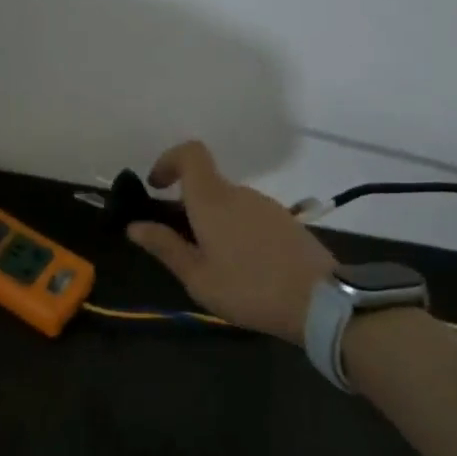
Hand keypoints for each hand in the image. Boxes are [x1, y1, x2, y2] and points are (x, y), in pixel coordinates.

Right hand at [129, 140, 334, 343]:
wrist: (322, 302)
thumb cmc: (249, 289)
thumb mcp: (198, 277)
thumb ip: (165, 247)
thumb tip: (134, 226)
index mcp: (212, 200)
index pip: (190, 154)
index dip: (169, 161)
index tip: (156, 188)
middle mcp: (239, 193)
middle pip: (206, 184)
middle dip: (187, 206)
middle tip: (180, 245)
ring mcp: (266, 206)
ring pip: (228, 202)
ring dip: (212, 221)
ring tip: (212, 264)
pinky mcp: (285, 221)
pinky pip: (248, 215)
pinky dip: (235, 230)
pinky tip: (242, 267)